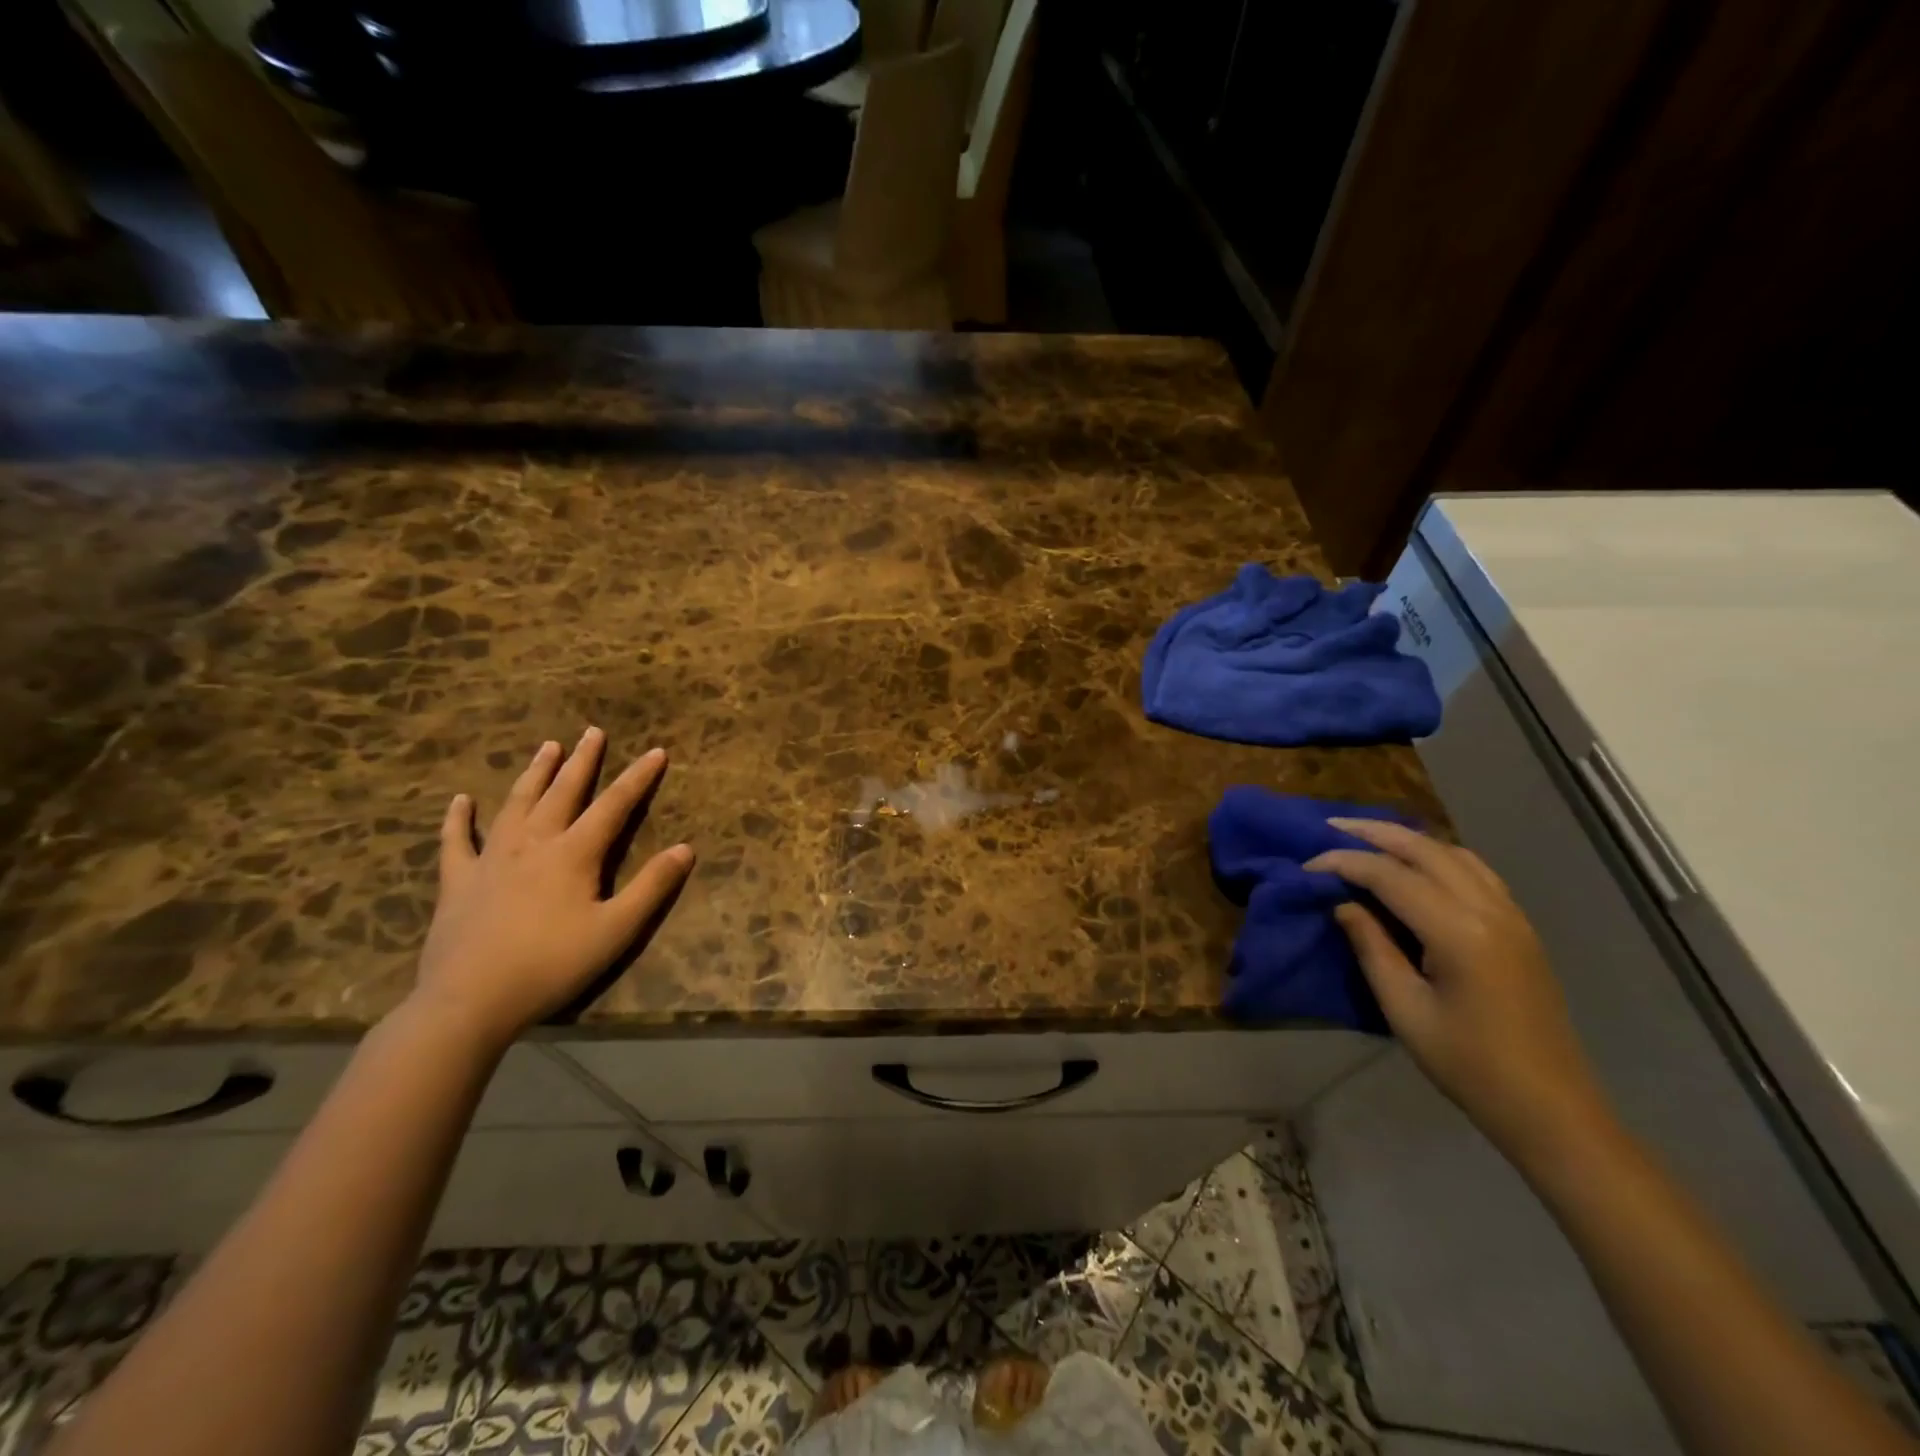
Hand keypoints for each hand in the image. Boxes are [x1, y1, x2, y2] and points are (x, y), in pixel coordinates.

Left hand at [410, 728, 694, 1053]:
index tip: (657, 752)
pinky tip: (460, 801)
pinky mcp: (458, 881)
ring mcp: (491, 859)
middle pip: (563, 792)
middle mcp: (534, 843)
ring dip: (534, 774)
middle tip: (592, 732)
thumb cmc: (552, 965)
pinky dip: (458, 819)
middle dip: (582, 761)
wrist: (469, 1001)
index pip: (614, 806)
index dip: (638, 778)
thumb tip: (686, 849)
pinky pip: (456, 841)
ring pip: (516, 804)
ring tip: (547, 747)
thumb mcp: (616, 930)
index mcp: (574, 854)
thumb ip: (651, 887)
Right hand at [1308, 818, 1610, 1162]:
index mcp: (1458, 932)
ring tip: (1367, 839)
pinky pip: (1476, 871)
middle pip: (1424, 849)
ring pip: (1454, 853)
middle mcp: (1489, 909)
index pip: (1389, 875)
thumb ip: (1372, 948)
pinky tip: (1417, 866)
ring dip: (1408, 840)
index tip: (1307, 866)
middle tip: (1329, 827)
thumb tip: (1345, 905)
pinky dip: (1439, 856)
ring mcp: (1511, 915)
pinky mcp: (1520, 927)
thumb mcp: (1404, 1009)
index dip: (1344, 863)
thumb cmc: (1469, 1064)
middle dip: (1373, 833)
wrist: (1550, 1107)